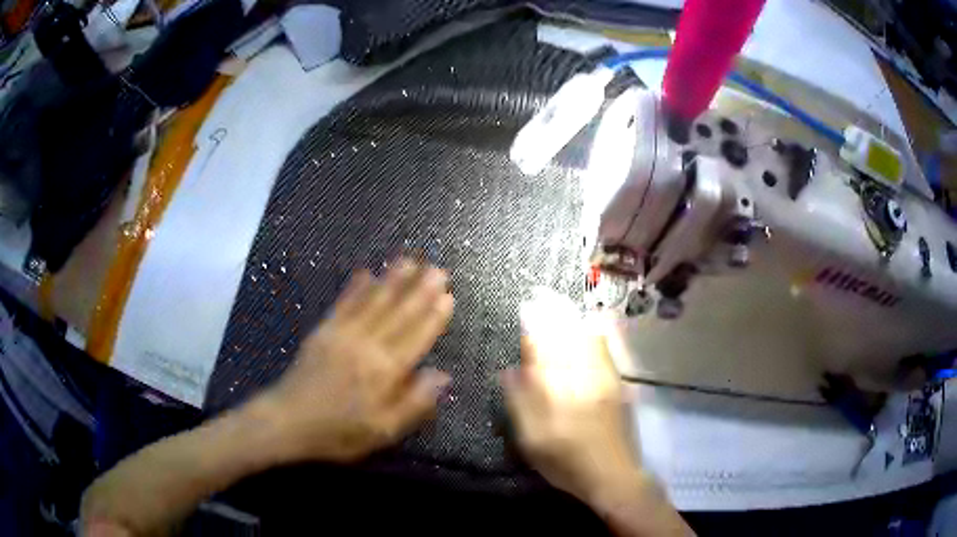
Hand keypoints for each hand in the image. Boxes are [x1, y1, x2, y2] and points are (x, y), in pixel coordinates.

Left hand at [247, 258, 454, 462]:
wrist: (287, 421)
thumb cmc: (338, 432)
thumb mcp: (383, 431)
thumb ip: (414, 403)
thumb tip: (442, 376)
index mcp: (384, 371)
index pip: (416, 337)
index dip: (433, 317)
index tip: (448, 296)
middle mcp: (367, 345)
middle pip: (398, 313)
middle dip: (420, 290)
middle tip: (437, 269)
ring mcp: (343, 334)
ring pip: (373, 301)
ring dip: (393, 280)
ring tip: (410, 261)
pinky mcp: (323, 330)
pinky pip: (344, 303)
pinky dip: (356, 287)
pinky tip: (366, 273)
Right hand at [502, 289, 635, 499]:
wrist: (611, 474)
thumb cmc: (566, 459)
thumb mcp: (531, 438)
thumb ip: (520, 401)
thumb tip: (509, 370)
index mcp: (559, 387)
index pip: (543, 346)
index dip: (532, 326)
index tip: (524, 307)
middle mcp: (584, 374)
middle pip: (568, 335)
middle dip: (553, 312)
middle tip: (540, 296)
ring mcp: (604, 377)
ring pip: (589, 337)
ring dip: (573, 319)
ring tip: (559, 306)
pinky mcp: (616, 383)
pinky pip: (606, 348)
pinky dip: (595, 332)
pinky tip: (590, 325)